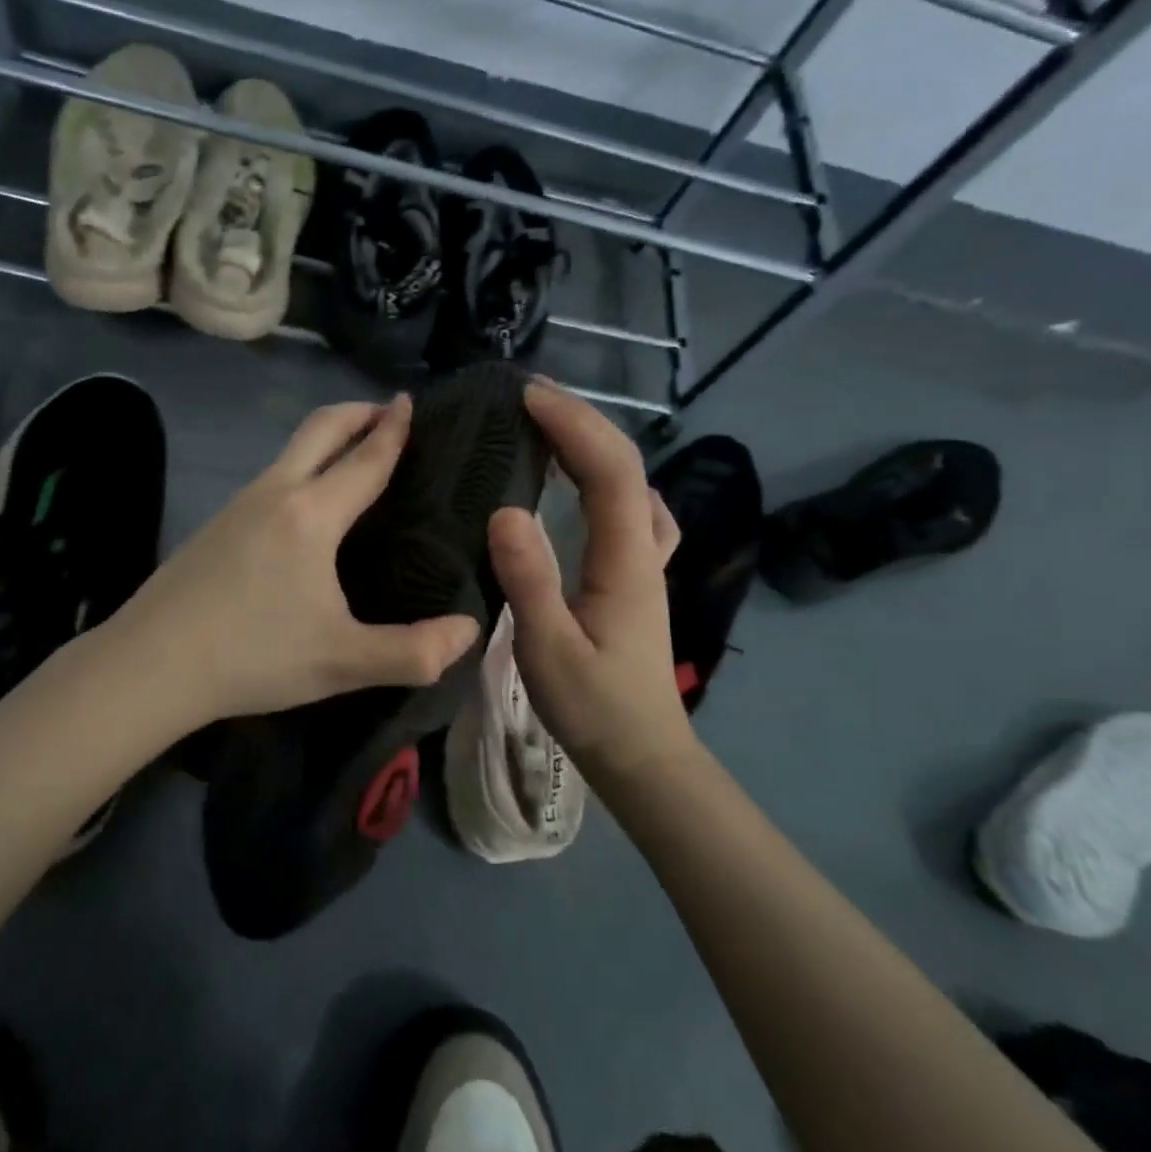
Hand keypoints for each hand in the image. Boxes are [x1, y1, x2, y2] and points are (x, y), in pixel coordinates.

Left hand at [101, 395, 480, 731]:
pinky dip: (302, 467)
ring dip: (327, 439)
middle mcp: (275, 493)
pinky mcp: (216, 524)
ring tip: (354, 457)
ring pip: (290, 451)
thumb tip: (470, 630)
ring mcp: (238, 504)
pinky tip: (306, 507)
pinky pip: (271, 477)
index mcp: (312, 514)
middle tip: (388, 412)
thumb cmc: (253, 656)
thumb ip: (414, 652)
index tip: (410, 400)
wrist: (149, 665)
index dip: (393, 428)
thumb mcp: (343, 662)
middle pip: (321, 429)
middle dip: (358, 412)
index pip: (365, 458)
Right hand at [489, 382, 694, 783]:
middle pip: (627, 465)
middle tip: (532, 394)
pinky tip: (589, 483)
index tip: (528, 396)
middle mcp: (644, 549)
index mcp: (626, 559)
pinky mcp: (636, 578)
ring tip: (553, 425)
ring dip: (596, 443)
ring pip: (634, 482)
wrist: (643, 756)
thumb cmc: (594, 708)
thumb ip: (529, 580)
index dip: (573, 424)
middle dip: (583, 419)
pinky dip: (609, 477)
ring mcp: (646, 563)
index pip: (610, 471)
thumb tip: (505, 510)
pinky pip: (632, 508)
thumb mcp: (549, 649)